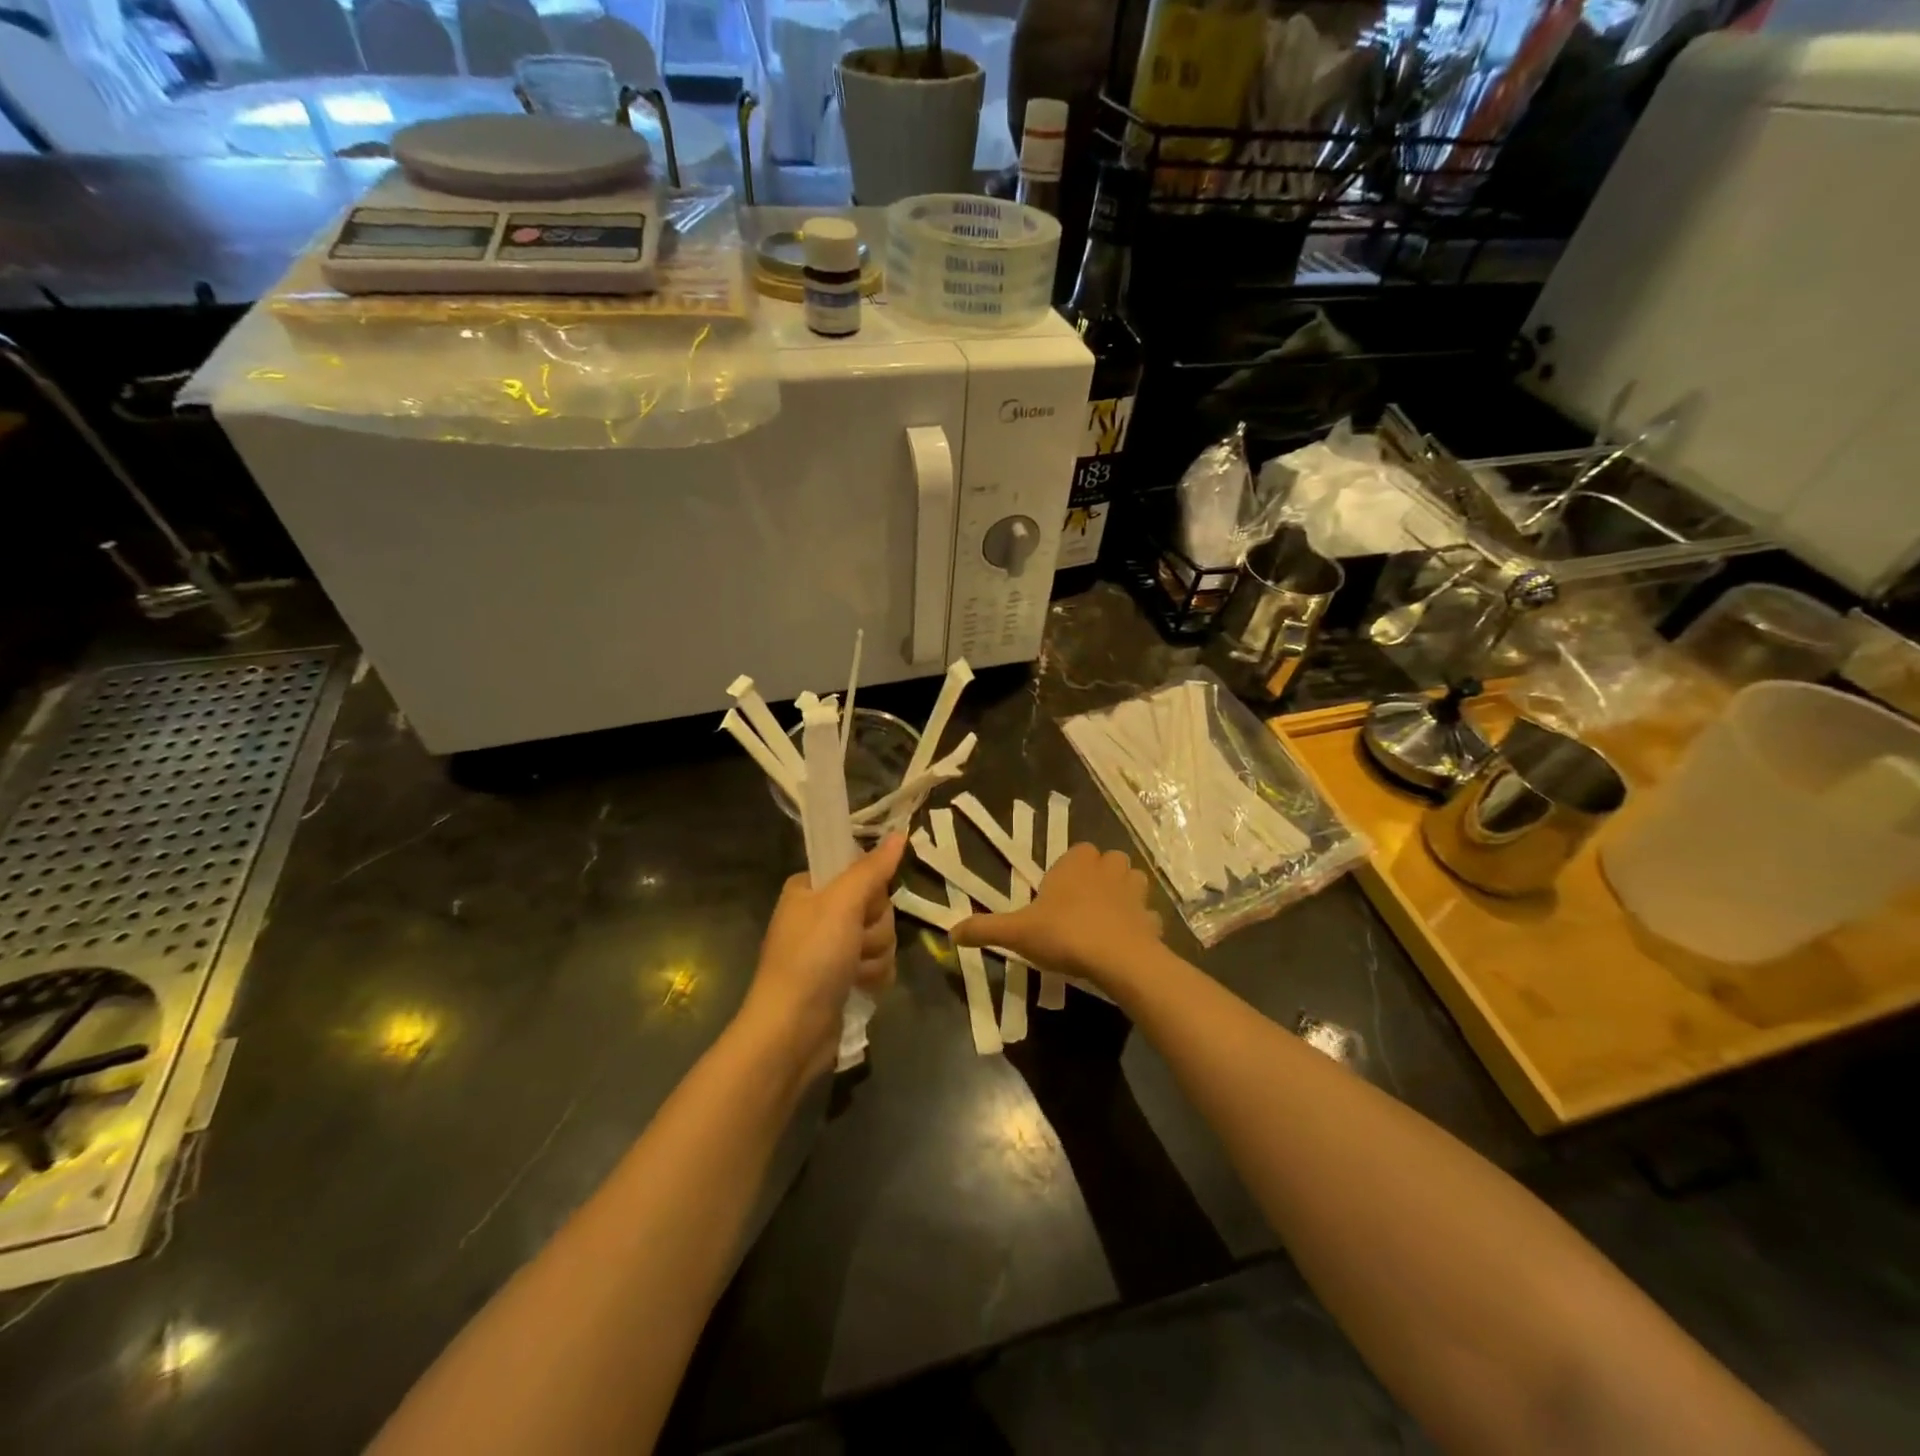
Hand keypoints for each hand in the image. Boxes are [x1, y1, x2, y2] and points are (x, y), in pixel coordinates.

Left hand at [739, 834, 905, 1078]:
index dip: (870, 890)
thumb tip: (900, 833)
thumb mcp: (842, 904)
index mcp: (810, 888)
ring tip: (853, 973)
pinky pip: (879, 963)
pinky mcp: (843, 977)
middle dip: (874, 928)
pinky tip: (860, 987)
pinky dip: (874, 976)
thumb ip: (873, 868)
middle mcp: (820, 914)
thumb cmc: (811, 958)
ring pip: (882, 936)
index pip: (860, 871)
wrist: (792, 1032)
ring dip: (875, 955)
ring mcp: (832, 948)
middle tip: (854, 943)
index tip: (862, 905)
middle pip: (876, 905)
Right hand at [953, 843, 1161, 991]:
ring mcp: (1135, 892)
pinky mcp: (1152, 918)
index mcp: (1076, 864)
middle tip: (1082, 903)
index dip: (1070, 869)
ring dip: (1124, 893)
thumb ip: (985, 929)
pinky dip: (1140, 924)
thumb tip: (951, 933)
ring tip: (1107, 917)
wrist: (1117, 959)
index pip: (1078, 851)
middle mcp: (1108, 869)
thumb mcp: (1017, 932)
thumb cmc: (1064, 934)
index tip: (1057, 894)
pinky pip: (1147, 915)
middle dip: (1100, 875)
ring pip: (1133, 881)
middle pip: (1109, 861)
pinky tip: (1127, 941)